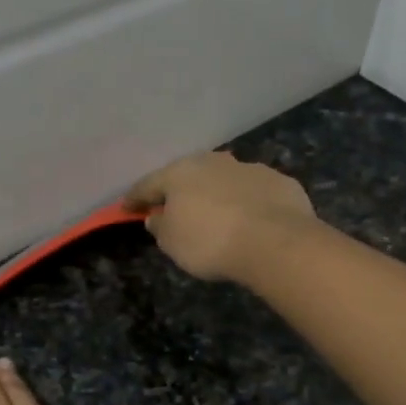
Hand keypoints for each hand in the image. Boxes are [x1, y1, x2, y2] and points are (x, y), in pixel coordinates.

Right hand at [125, 152, 316, 283]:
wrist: (275, 242)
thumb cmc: (210, 242)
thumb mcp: (172, 243)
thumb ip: (160, 227)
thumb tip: (157, 217)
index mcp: (180, 172)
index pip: (148, 184)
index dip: (135, 198)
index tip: (125, 208)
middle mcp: (214, 162)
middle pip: (189, 175)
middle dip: (180, 190)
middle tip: (174, 208)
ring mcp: (250, 168)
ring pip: (225, 180)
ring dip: (217, 194)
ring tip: (217, 214)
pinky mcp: (280, 182)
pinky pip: (255, 193)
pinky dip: (248, 203)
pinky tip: (251, 219)